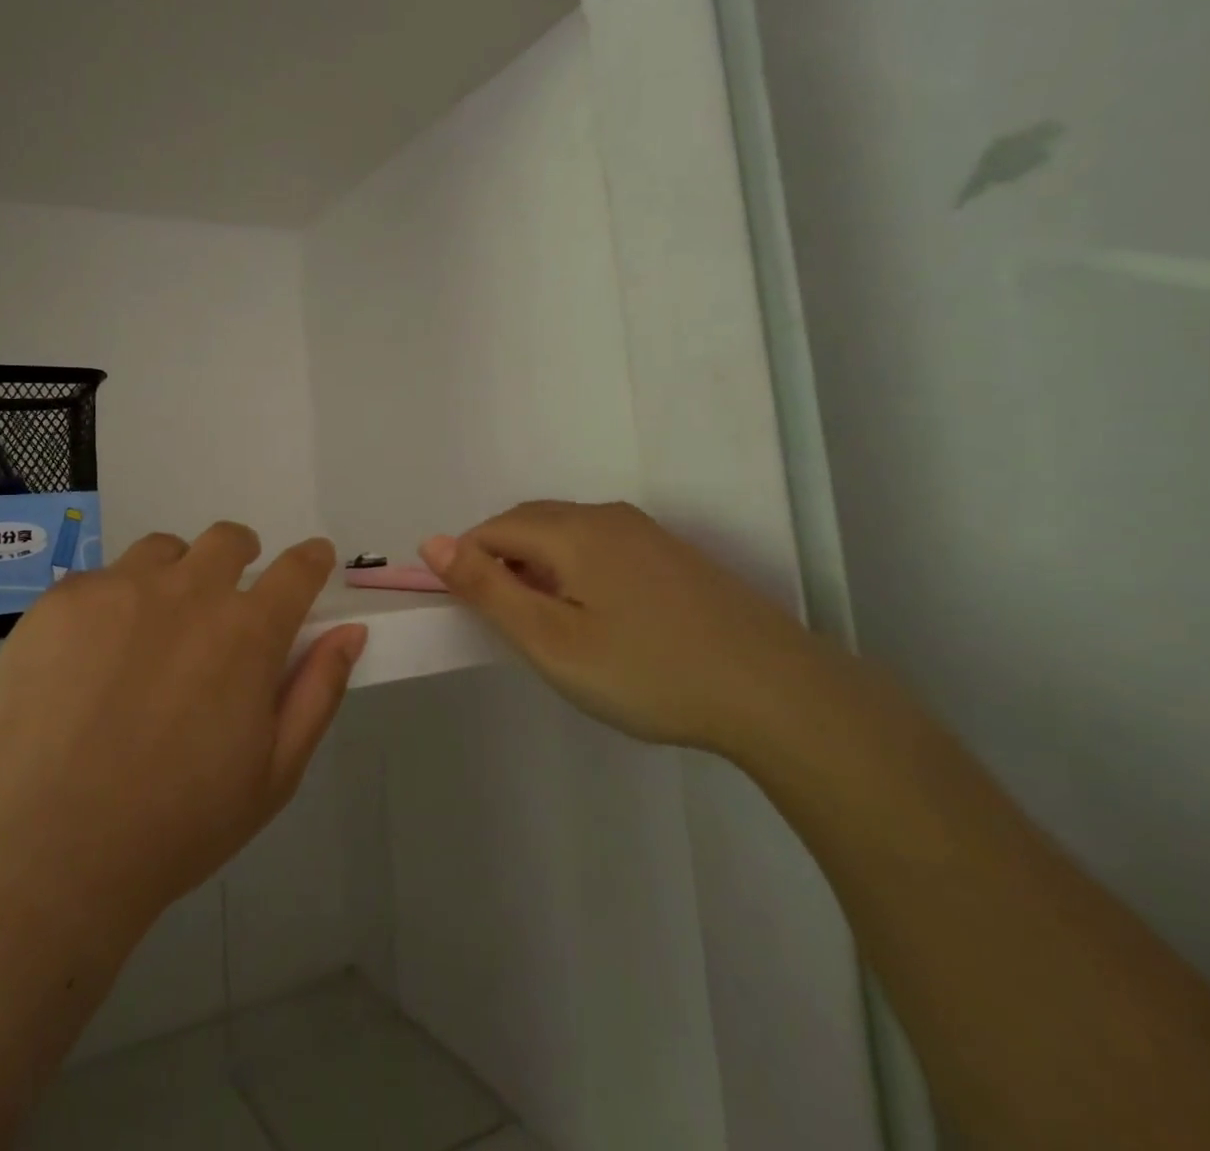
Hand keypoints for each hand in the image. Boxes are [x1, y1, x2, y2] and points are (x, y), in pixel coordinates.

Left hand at [0, 524, 366, 948]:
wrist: (52, 852)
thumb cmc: (179, 823)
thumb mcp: (274, 772)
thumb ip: (317, 691)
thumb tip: (350, 632)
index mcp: (247, 632)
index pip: (297, 570)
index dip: (311, 560)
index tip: (312, 560)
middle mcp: (187, 591)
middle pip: (227, 540)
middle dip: (240, 555)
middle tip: (226, 596)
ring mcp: (119, 589)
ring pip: (162, 551)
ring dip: (174, 574)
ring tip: (153, 627)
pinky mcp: (61, 600)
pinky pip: (98, 580)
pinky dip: (110, 605)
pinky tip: (90, 658)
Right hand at [420, 501, 832, 752]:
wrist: (778, 693)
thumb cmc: (647, 672)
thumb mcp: (551, 641)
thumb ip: (487, 589)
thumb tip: (431, 542)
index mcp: (571, 530)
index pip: (491, 530)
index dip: (467, 566)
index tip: (472, 617)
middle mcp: (606, 516)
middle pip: (528, 524)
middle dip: (500, 563)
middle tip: (507, 625)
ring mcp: (646, 533)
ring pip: (566, 533)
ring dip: (538, 567)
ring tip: (549, 625)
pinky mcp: (673, 555)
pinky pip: (601, 546)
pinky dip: (576, 570)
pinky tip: (599, 616)